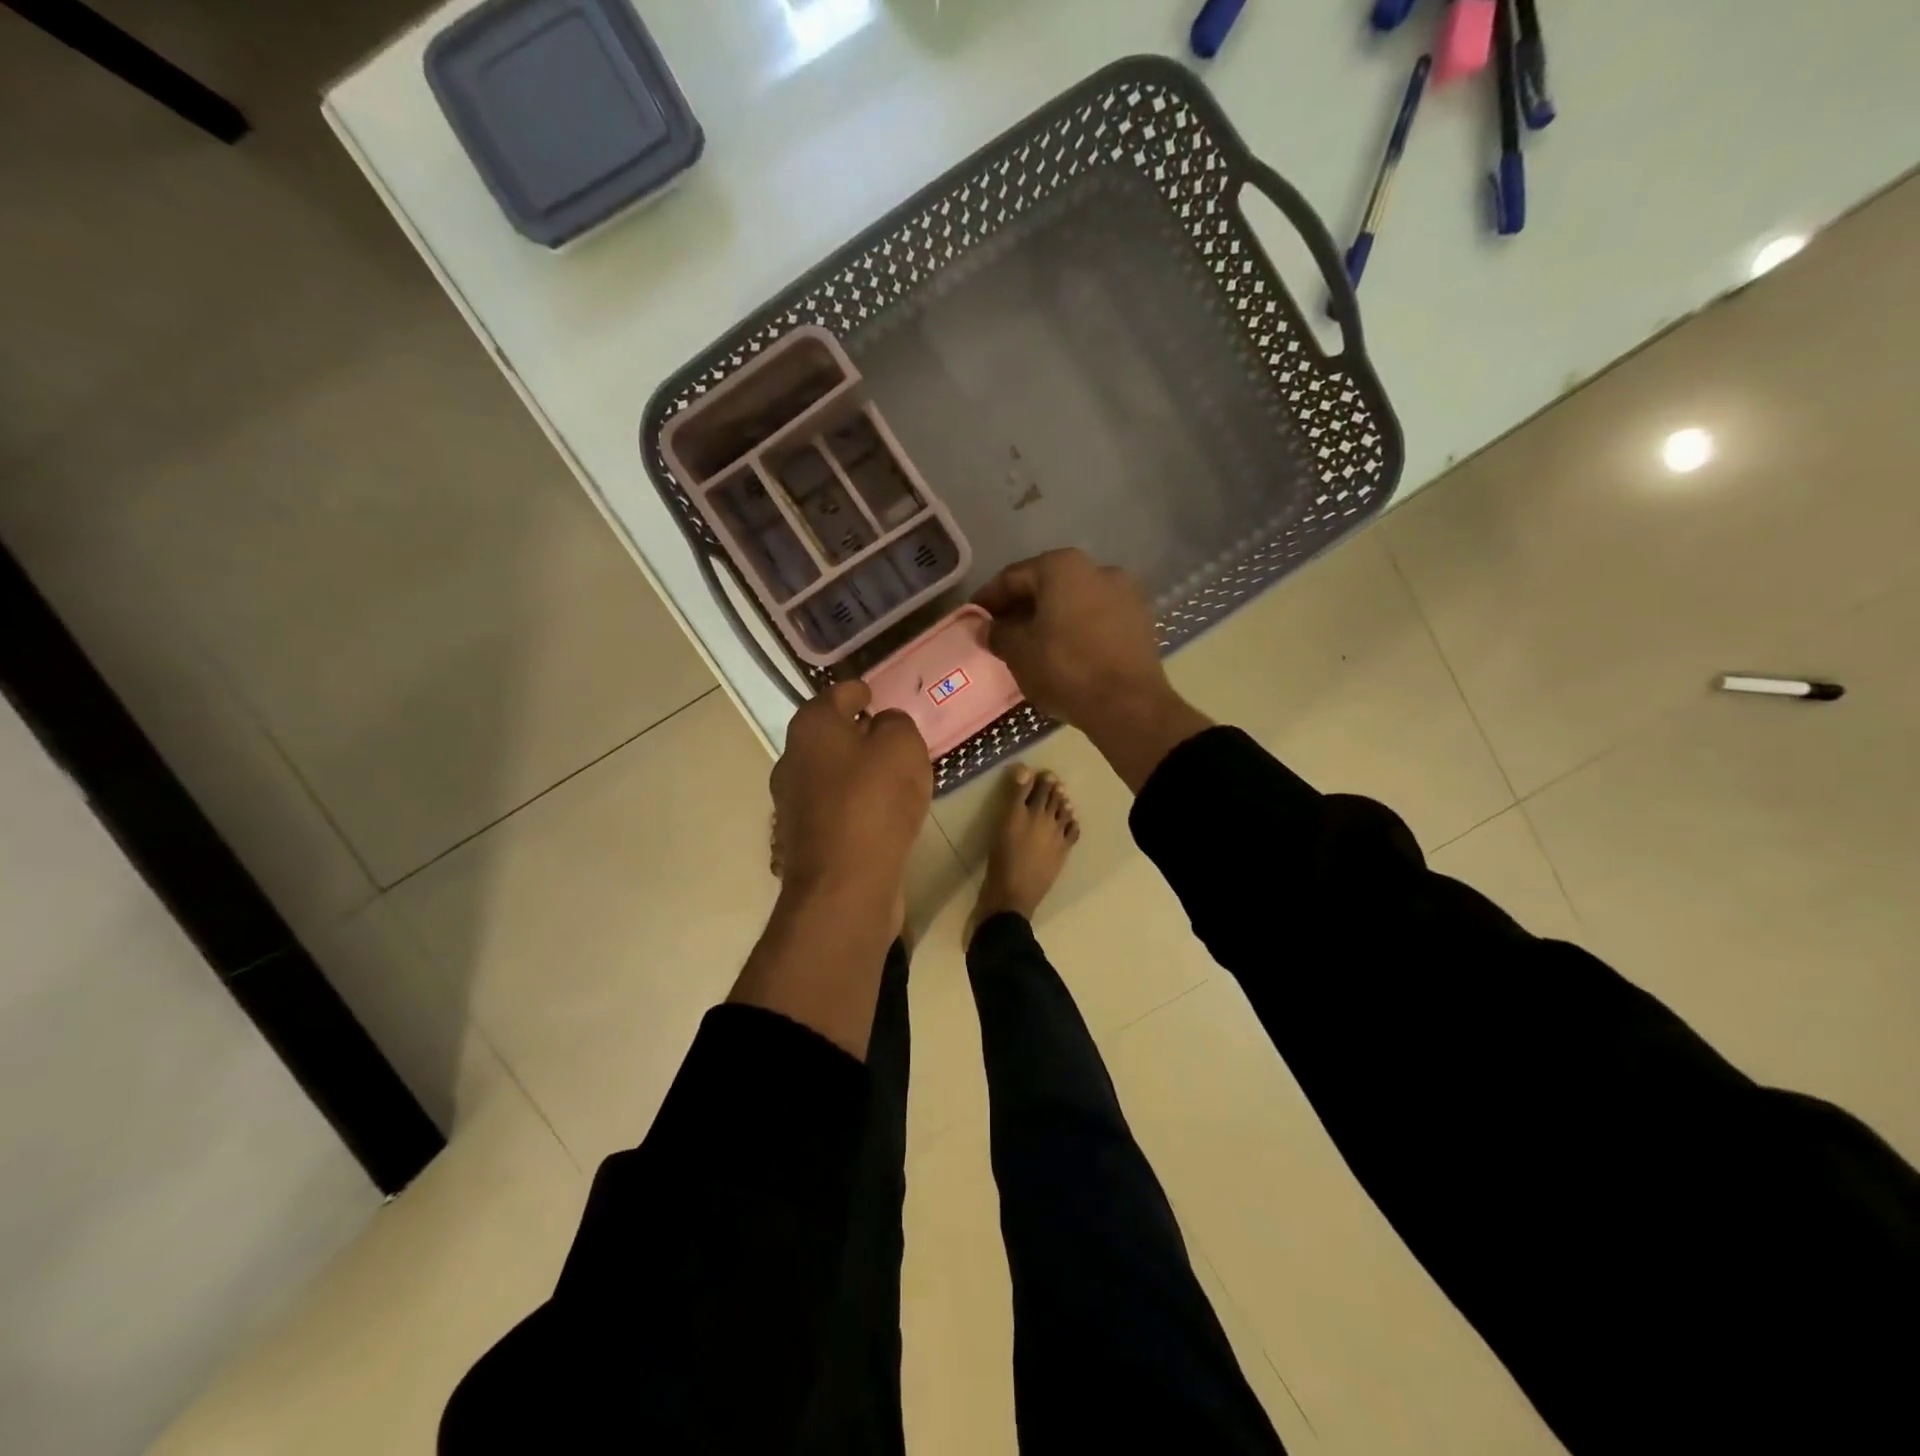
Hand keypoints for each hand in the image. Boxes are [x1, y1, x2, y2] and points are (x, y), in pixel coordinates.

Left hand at [771, 680, 931, 904]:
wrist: (844, 883)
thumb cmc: (874, 801)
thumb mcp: (902, 746)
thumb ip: (896, 724)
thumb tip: (883, 725)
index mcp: (811, 727)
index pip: (836, 695)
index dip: (857, 691)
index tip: (872, 693)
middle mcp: (792, 760)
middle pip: (828, 735)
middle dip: (855, 732)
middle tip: (887, 735)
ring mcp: (792, 803)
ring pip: (829, 773)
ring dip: (854, 770)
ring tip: (889, 775)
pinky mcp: (803, 839)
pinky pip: (833, 807)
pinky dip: (853, 803)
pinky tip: (878, 813)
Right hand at [973, 549, 1168, 727]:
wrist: (1128, 705)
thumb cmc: (1065, 669)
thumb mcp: (1018, 652)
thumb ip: (997, 633)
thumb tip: (985, 628)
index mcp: (1063, 567)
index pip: (1013, 577)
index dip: (988, 598)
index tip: (973, 617)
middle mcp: (1098, 569)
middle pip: (1047, 585)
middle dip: (1021, 607)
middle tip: (999, 631)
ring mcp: (1125, 593)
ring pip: (1074, 602)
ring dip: (1050, 618)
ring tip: (1031, 644)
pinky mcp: (1141, 621)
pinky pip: (1097, 619)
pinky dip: (1076, 629)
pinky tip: (1064, 652)